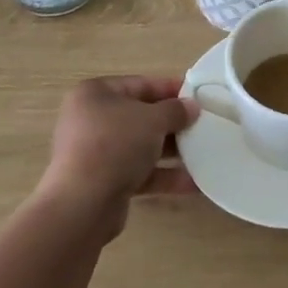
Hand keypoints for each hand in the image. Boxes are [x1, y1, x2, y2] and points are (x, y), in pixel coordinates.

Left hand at [40, 76, 198, 231]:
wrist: (83, 203)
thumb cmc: (115, 144)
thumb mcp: (152, 120)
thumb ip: (175, 110)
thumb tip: (191, 107)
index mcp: (95, 94)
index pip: (139, 84)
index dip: (170, 88)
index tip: (197, 95)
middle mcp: (91, 120)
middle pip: (140, 117)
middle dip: (173, 123)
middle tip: (203, 126)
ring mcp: (96, 153)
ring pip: (141, 146)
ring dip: (171, 151)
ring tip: (204, 153)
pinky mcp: (103, 182)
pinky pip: (139, 173)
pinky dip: (163, 175)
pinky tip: (193, 182)